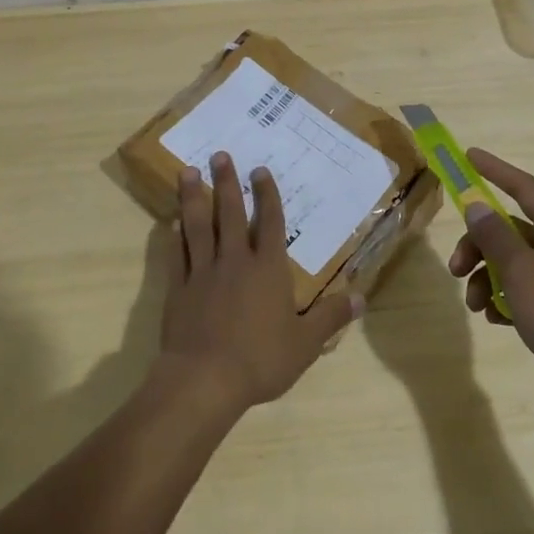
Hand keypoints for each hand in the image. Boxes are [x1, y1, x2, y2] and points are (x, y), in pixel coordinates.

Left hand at [157, 152, 361, 415]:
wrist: (205, 379)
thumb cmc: (260, 359)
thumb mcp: (305, 344)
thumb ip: (330, 317)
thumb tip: (361, 297)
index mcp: (267, 269)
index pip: (269, 222)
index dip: (266, 195)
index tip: (260, 170)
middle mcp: (235, 260)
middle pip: (230, 213)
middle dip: (227, 182)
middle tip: (219, 154)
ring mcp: (204, 271)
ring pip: (199, 225)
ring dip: (194, 197)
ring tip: (188, 171)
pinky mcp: (179, 287)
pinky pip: (178, 253)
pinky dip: (176, 235)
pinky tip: (172, 221)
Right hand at [446, 148, 533, 432]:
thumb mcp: (521, 271)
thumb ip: (494, 236)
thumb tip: (476, 205)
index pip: (523, 187)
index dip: (495, 170)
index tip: (467, 156)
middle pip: (509, 230)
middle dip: (477, 245)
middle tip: (455, 268)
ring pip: (511, 264)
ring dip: (486, 278)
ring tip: (475, 305)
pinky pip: (520, 293)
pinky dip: (502, 301)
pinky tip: (494, 320)